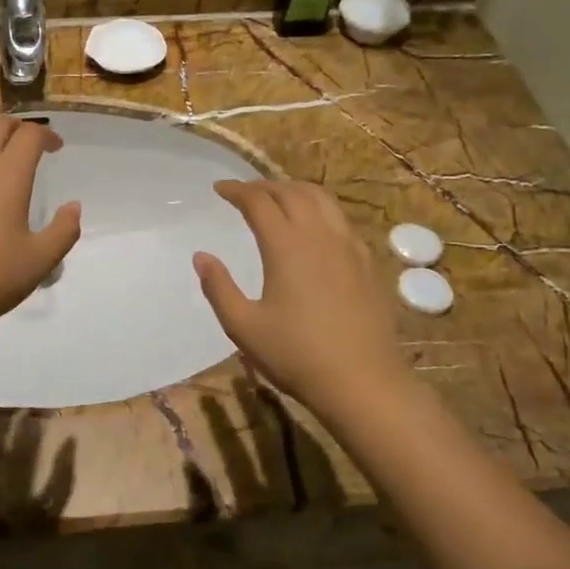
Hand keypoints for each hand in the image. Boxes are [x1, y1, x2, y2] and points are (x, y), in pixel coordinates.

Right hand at [193, 180, 409, 421]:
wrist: (363, 382)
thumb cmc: (296, 355)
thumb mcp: (243, 326)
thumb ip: (218, 288)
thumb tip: (201, 256)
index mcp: (286, 246)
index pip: (259, 202)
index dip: (236, 191)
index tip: (219, 189)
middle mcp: (320, 236)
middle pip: (292, 192)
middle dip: (265, 186)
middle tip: (245, 193)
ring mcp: (349, 247)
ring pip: (322, 200)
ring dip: (295, 191)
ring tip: (278, 198)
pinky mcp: (368, 263)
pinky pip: (341, 220)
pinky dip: (319, 210)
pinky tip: (313, 230)